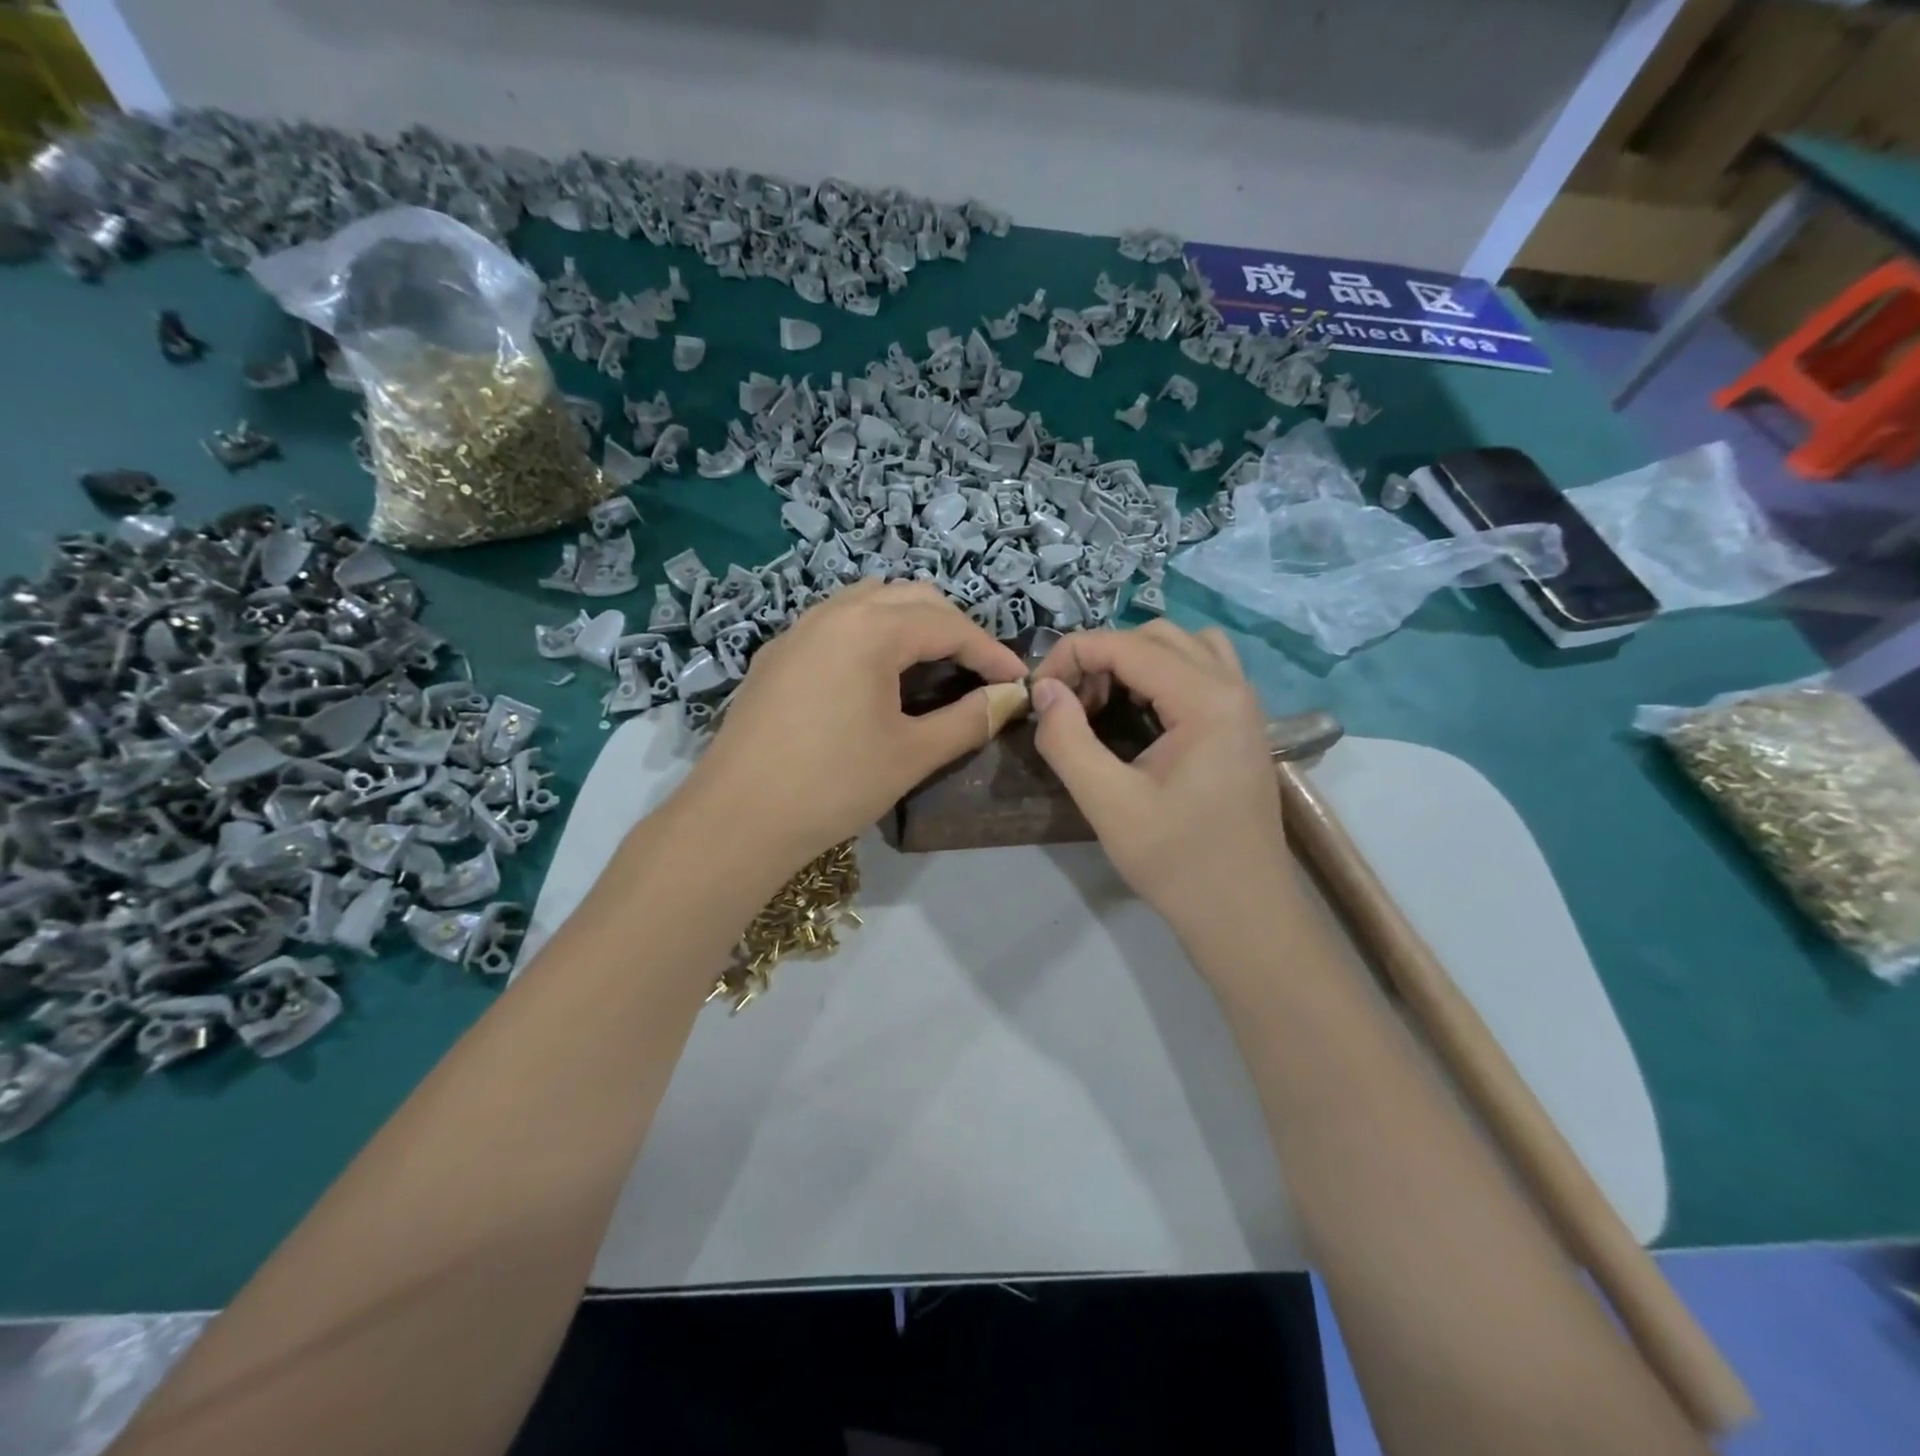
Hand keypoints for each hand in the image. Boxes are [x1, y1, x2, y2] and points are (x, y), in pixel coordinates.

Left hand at [681, 580, 1026, 866]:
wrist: (736, 819)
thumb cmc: (833, 785)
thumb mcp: (912, 755)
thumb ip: (969, 719)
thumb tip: (1010, 698)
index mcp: (870, 630)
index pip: (948, 624)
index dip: (990, 651)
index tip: (1018, 682)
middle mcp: (833, 613)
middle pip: (911, 599)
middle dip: (954, 627)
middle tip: (978, 671)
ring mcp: (798, 631)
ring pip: (869, 602)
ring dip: (910, 622)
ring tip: (932, 665)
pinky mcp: (776, 655)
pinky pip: (836, 623)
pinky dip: (871, 634)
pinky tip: (875, 676)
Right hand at [1030, 622, 1289, 934]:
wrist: (1244, 913)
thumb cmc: (1178, 862)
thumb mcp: (1108, 804)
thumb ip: (1067, 740)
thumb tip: (1044, 690)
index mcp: (1207, 699)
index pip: (1125, 645)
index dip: (1071, 657)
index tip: (1037, 695)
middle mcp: (1233, 686)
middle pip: (1154, 636)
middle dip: (1101, 657)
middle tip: (1069, 703)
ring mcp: (1244, 703)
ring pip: (1181, 646)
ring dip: (1133, 659)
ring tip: (1102, 702)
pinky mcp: (1241, 724)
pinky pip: (1200, 670)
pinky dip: (1161, 674)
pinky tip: (1138, 713)